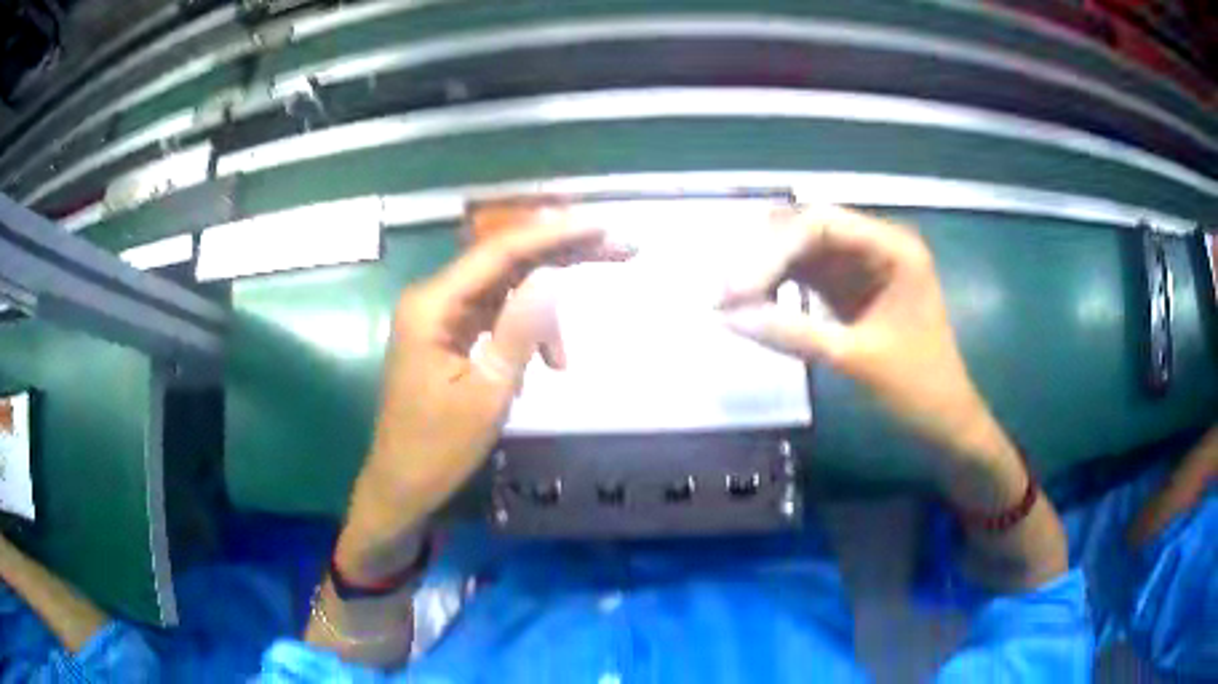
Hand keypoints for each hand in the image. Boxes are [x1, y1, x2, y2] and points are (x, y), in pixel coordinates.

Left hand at [335, 209, 622, 582]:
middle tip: (619, 250)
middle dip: (561, 255)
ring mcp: (440, 315)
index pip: (501, 252)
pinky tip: (538, 368)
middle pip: (506, 260)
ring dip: (542, 316)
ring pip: (505, 291)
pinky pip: (495, 317)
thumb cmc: (439, 449)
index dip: (555, 235)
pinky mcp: (448, 334)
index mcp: (433, 305)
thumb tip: (551, 277)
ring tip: (562, 362)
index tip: (603, 227)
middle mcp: (434, 298)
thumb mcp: (487, 394)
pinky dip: (524, 335)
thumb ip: (519, 331)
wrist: (402, 485)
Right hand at [720, 205, 1014, 468]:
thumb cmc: (918, 389)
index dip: (771, 251)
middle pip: (806, 230)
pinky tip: (753, 305)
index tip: (734, 291)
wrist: (945, 420)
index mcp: (893, 248)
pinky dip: (776, 287)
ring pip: (799, 250)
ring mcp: (861, 265)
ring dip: (764, 271)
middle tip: (724, 297)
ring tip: (730, 303)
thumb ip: (793, 335)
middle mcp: (875, 244)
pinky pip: (805, 274)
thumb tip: (727, 317)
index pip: (821, 225)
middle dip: (762, 258)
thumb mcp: (857, 361)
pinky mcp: (849, 287)